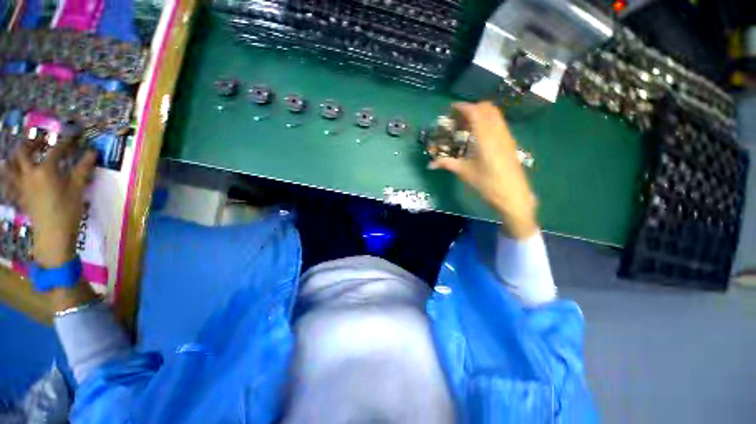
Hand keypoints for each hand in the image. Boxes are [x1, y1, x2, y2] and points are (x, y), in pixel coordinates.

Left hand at [4, 143, 96, 267]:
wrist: (52, 235)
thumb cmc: (67, 210)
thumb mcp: (78, 189)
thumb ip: (83, 169)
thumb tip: (92, 153)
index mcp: (45, 170)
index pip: (56, 151)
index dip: (66, 143)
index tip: (74, 138)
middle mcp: (29, 173)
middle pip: (23, 152)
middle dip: (31, 143)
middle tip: (41, 141)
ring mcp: (21, 185)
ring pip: (10, 165)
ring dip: (15, 157)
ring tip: (23, 154)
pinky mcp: (19, 195)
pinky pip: (9, 181)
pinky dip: (10, 174)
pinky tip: (15, 174)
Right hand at [429, 101, 537, 238]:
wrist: (513, 195)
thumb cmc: (487, 183)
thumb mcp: (464, 172)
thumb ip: (446, 164)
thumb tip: (429, 164)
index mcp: (485, 137)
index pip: (475, 112)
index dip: (462, 107)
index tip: (451, 108)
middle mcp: (498, 131)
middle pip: (487, 108)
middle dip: (472, 108)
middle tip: (459, 119)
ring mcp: (506, 135)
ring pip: (495, 114)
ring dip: (481, 114)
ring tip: (467, 126)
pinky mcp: (510, 142)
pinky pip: (499, 123)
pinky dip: (488, 122)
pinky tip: (479, 136)